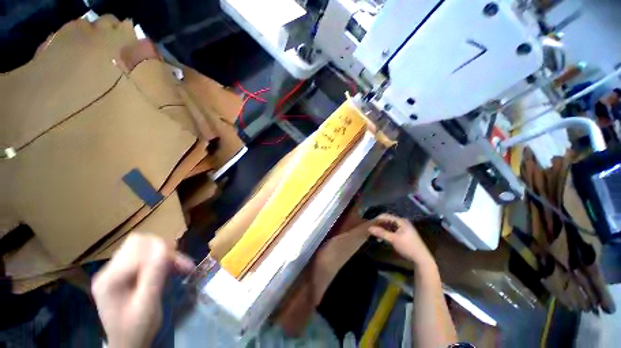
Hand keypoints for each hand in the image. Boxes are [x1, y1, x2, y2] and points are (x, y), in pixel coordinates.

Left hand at [91, 233, 193, 347]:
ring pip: (141, 247)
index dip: (165, 252)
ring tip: (177, 266)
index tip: (185, 265)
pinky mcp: (119, 274)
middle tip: (180, 264)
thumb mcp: (148, 305)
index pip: (140, 247)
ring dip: (162, 253)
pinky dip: (157, 259)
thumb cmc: (138, 329)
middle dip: (164, 250)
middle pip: (139, 243)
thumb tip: (164, 245)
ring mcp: (112, 272)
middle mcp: (108, 270)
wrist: (127, 345)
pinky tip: (166, 269)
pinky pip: (141, 256)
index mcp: (110, 279)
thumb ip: (153, 274)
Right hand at [368, 214, 434, 267]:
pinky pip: (391, 230)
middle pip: (387, 220)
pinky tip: (381, 238)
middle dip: (378, 225)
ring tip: (375, 235)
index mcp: (401, 221)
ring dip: (381, 229)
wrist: (421, 259)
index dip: (376, 219)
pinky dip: (386, 233)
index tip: (369, 224)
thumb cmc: (408, 247)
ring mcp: (402, 228)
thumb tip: (369, 228)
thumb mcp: (394, 240)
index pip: (385, 216)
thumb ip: (381, 233)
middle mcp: (402, 222)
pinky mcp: (402, 233)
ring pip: (388, 225)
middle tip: (371, 230)